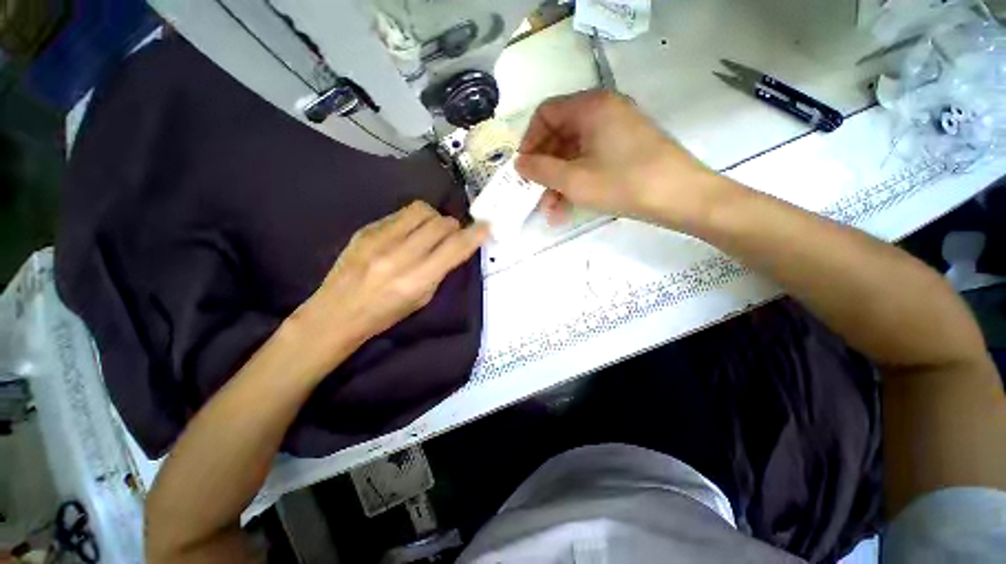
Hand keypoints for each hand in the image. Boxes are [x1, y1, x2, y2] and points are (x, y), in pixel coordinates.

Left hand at [291, 201, 486, 364]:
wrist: (336, 313)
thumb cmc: (384, 315)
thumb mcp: (421, 299)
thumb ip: (440, 270)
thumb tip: (454, 246)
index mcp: (416, 281)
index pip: (454, 249)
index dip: (475, 235)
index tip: (487, 226)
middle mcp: (399, 256)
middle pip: (440, 224)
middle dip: (454, 226)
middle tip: (453, 234)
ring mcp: (379, 239)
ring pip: (421, 210)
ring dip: (434, 218)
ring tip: (431, 230)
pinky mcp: (365, 230)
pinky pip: (400, 214)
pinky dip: (413, 220)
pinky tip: (408, 232)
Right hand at [515, 90, 727, 229]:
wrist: (681, 197)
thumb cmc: (623, 183)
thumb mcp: (574, 179)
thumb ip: (541, 169)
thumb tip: (519, 163)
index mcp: (590, 107)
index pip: (545, 114)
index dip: (529, 141)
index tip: (524, 169)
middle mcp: (603, 111)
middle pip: (560, 135)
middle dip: (545, 169)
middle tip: (535, 195)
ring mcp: (616, 130)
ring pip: (575, 153)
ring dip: (559, 182)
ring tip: (551, 211)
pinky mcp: (625, 148)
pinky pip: (591, 161)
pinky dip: (577, 181)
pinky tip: (568, 208)